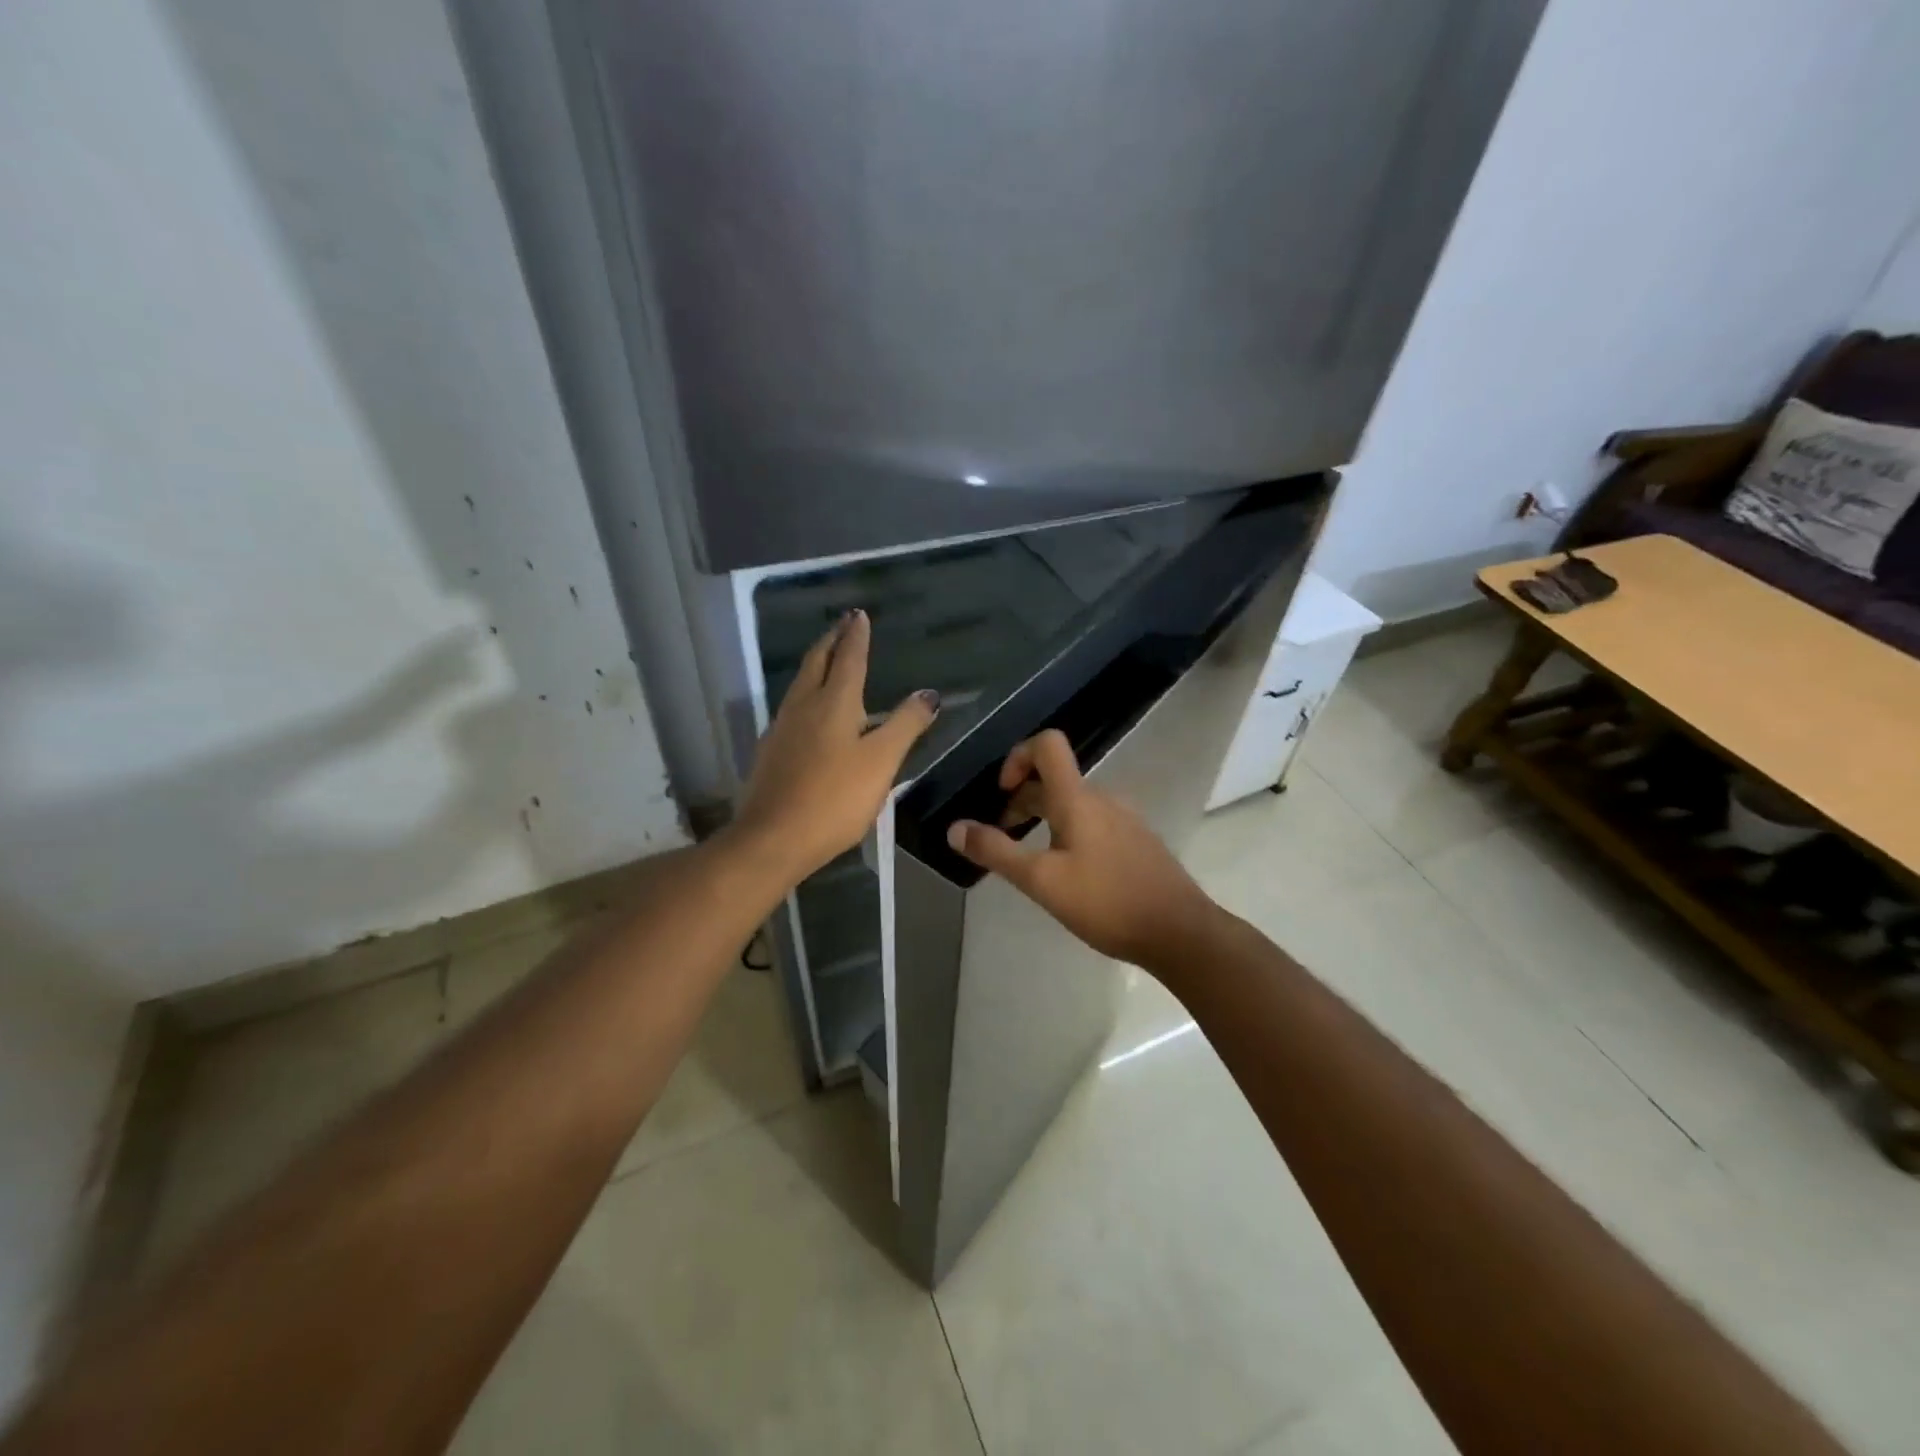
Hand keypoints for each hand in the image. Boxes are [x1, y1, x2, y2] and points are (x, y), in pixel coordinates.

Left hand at [734, 610, 939, 882]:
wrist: (772, 838)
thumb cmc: (834, 798)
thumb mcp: (881, 762)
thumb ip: (905, 725)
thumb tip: (928, 694)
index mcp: (833, 702)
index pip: (848, 658)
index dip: (856, 636)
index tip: (859, 615)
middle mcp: (803, 706)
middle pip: (817, 662)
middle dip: (832, 640)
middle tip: (843, 624)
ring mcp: (782, 728)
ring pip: (800, 683)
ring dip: (817, 664)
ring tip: (829, 658)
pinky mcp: (771, 752)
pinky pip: (792, 708)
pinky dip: (806, 693)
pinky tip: (810, 709)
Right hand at [945, 730, 1224, 975]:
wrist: (1180, 932)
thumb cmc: (1107, 902)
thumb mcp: (1042, 881)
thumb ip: (997, 852)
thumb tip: (955, 828)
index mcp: (1078, 799)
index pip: (1048, 744)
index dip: (1017, 757)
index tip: (1003, 793)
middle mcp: (1103, 799)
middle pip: (1055, 779)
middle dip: (1022, 800)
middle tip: (1004, 838)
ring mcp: (1124, 820)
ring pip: (1074, 804)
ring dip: (1044, 820)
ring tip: (1032, 860)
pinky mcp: (1137, 842)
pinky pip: (1094, 823)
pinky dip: (1069, 834)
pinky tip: (1069, 875)